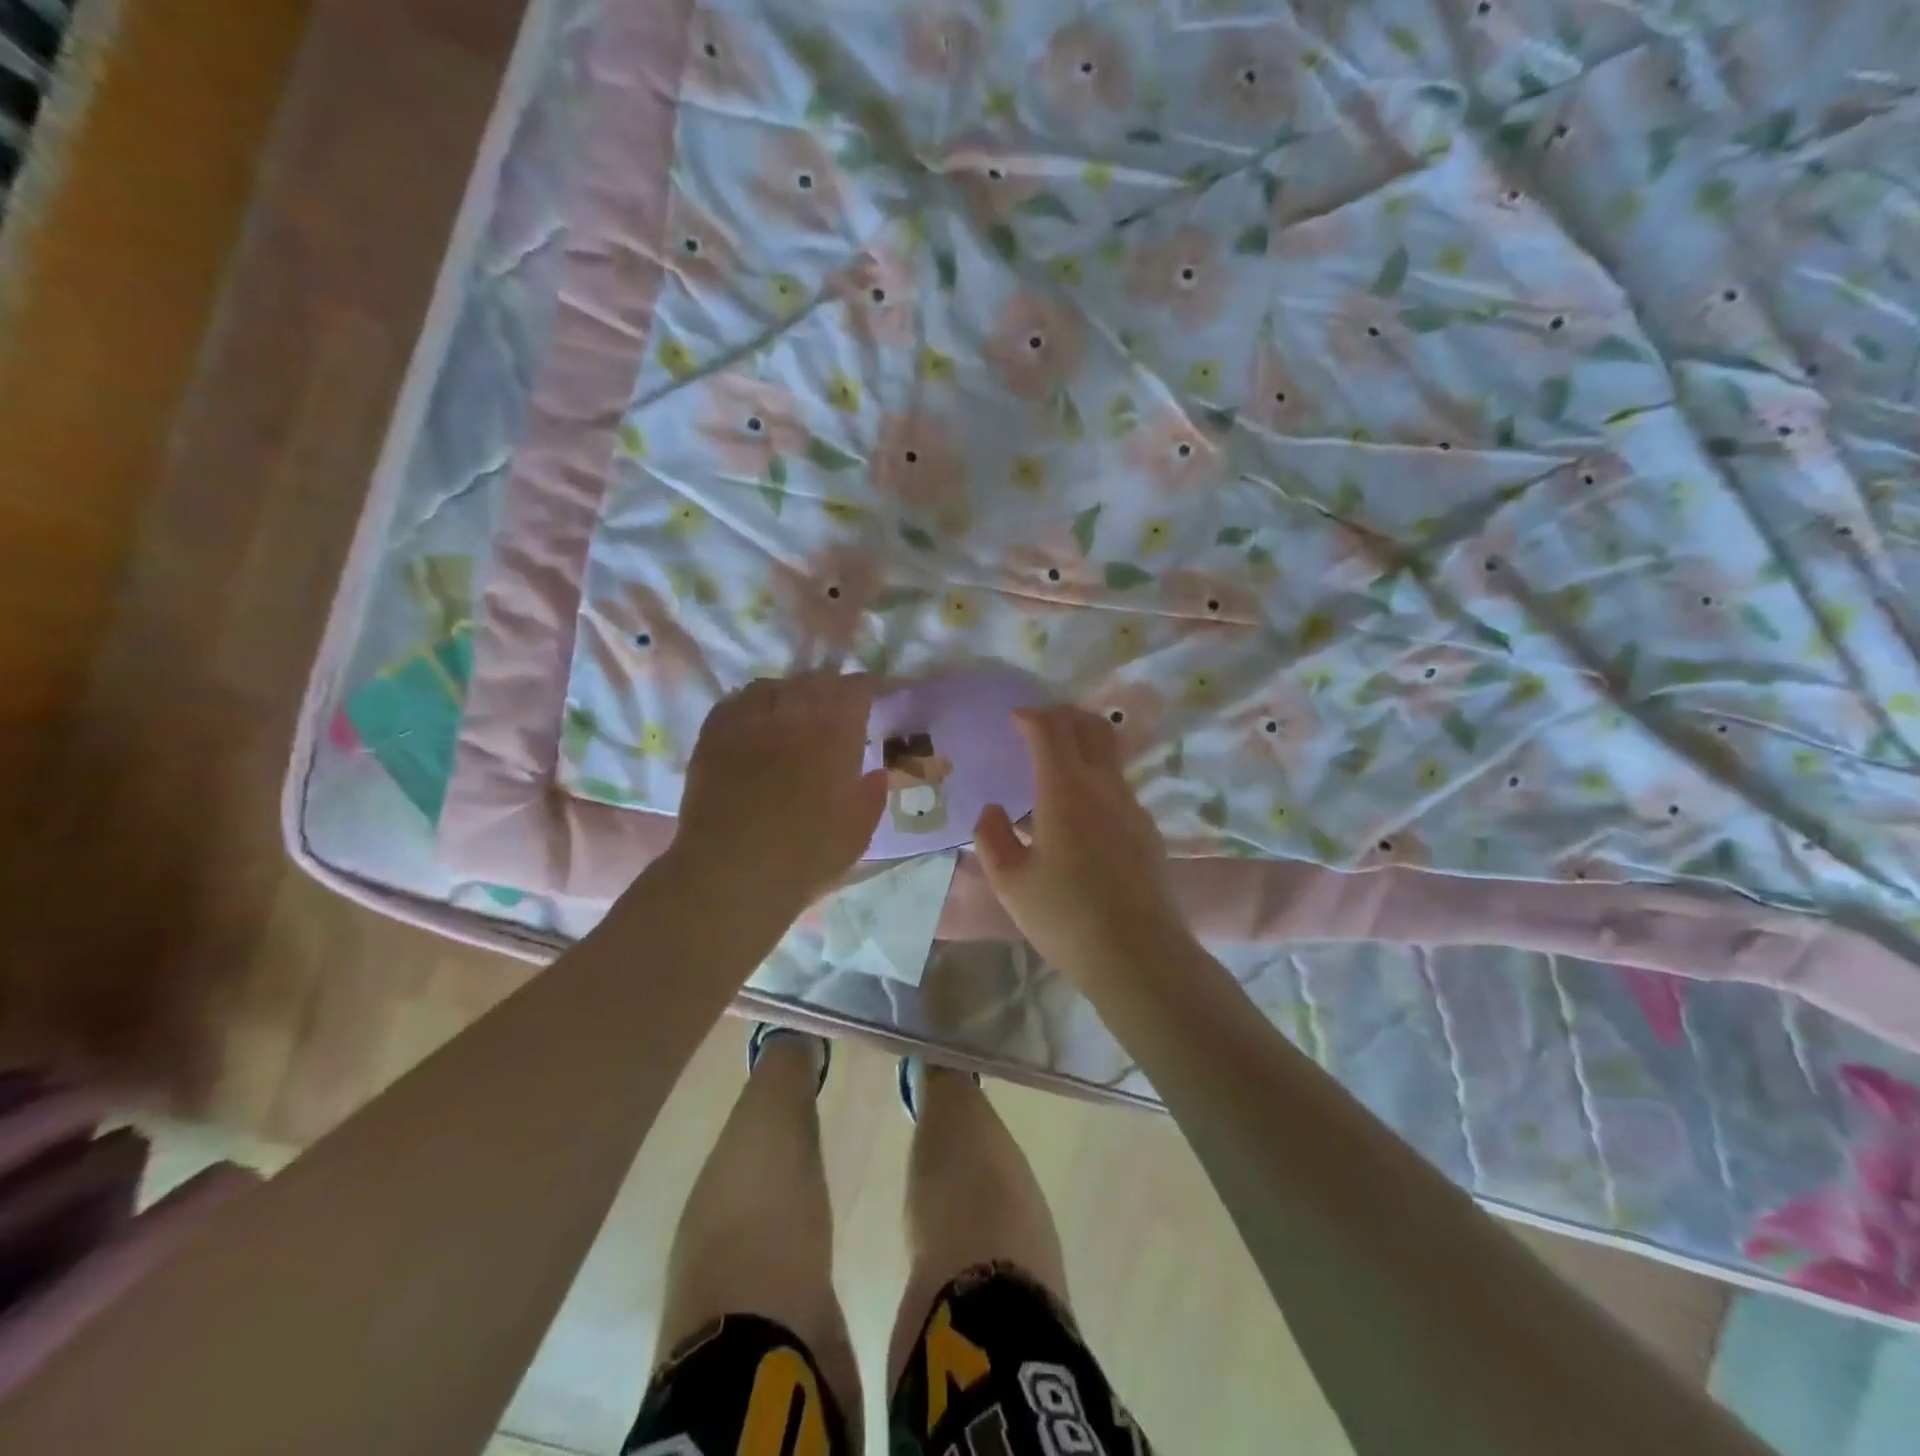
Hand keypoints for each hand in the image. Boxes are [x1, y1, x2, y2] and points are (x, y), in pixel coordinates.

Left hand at [671, 672, 886, 914]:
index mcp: (835, 734)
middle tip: (837, 703)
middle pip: (815, 681)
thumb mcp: (857, 832)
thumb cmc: (806, 855)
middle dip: (830, 687)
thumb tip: (877, 773)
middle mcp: (794, 716)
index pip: (855, 689)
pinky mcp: (714, 736)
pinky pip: (736, 702)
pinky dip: (753, 703)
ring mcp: (750, 722)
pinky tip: (756, 719)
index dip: (868, 685)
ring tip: (795, 708)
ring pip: (774, 686)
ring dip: (791, 692)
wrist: (733, 872)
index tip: (876, 691)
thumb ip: (872, 796)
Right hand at [972, 705, 1192, 984]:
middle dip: (1062, 716)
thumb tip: (993, 811)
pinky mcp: (1146, 829)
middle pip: (1090, 726)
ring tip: (1054, 768)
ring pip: (1109, 754)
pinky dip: (1095, 777)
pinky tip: (1078, 813)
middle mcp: (1103, 786)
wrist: (1138, 955)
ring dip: (1081, 745)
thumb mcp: (1010, 883)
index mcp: (1065, 789)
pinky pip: (1117, 785)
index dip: (1030, 716)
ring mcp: (1131, 806)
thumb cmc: (1065, 917)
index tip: (1013, 720)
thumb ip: (992, 838)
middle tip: (1036, 727)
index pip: (1050, 729)